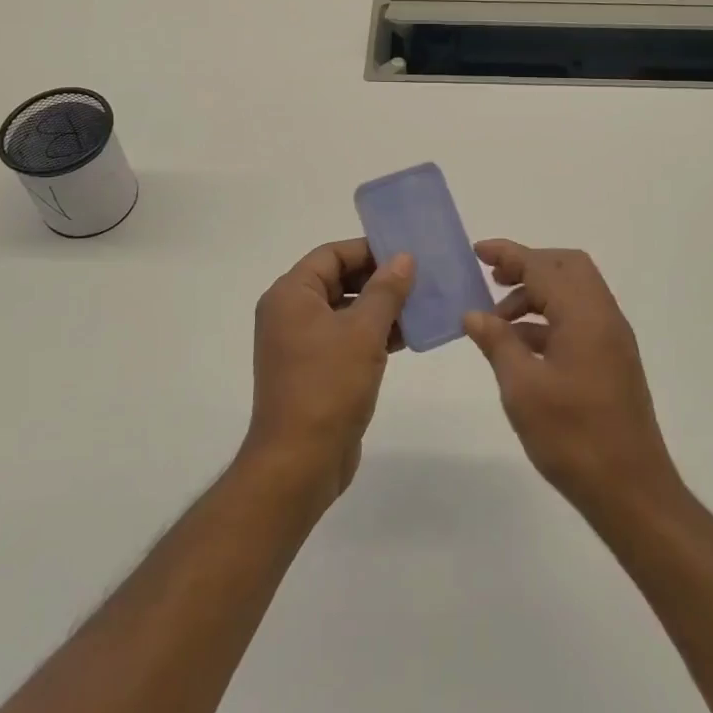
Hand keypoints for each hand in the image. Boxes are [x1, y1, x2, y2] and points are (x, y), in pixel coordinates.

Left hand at [242, 239, 413, 513]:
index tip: (406, 253)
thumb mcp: (363, 332)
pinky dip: (373, 334)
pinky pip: (346, 338)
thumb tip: (403, 258)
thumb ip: (386, 290)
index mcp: (291, 295)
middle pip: (338, 280)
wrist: (299, 462)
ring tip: (422, 305)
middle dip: (379, 279)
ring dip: (381, 308)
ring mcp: (301, 344)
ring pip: (345, 311)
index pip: (332, 254)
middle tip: (420, 279)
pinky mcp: (315, 370)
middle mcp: (290, 313)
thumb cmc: (328, 386)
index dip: (368, 250)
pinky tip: (408, 337)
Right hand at [463, 240, 679, 520]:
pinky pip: (578, 320)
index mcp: (584, 315)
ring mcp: (612, 339)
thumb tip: (474, 314)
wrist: (631, 490)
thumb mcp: (522, 388)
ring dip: (536, 295)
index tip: (477, 251)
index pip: (542, 266)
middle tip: (493, 281)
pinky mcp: (612, 361)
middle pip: (566, 268)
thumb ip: (497, 343)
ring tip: (499, 323)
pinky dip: (549, 319)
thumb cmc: (573, 436)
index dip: (508, 254)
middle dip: (528, 266)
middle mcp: (604, 316)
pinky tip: (521, 347)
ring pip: (573, 293)